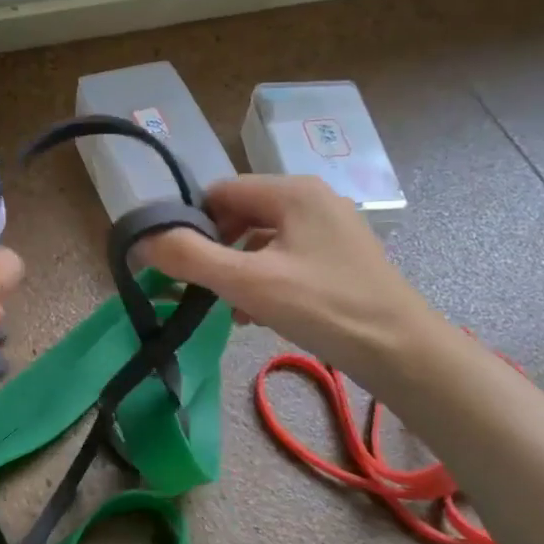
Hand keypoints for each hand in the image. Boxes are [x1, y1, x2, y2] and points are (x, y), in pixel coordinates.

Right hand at [139, 174, 437, 369]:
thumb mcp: (248, 282)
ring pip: (262, 240)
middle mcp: (312, 199)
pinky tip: (258, 315)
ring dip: (238, 270)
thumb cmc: (324, 308)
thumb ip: (190, 257)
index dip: (192, 223)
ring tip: (231, 309)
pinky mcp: (339, 257)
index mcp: (292, 191)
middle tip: (203, 290)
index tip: (177, 263)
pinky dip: (265, 280)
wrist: (402, 352)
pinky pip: (286, 258)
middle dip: (216, 251)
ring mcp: (330, 228)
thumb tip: (141, 242)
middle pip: (241, 214)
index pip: (220, 192)